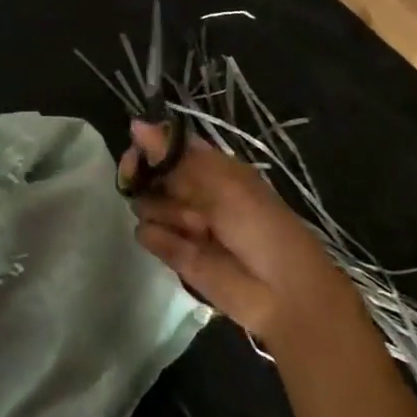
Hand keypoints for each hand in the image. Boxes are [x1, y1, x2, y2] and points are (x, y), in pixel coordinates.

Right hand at [120, 121, 347, 348]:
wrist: (282, 293)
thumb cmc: (262, 226)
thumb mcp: (223, 182)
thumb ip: (176, 155)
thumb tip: (135, 123)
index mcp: (210, 168)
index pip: (166, 146)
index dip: (149, 144)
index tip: (136, 148)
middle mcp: (191, 191)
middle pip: (148, 172)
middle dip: (146, 175)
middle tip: (149, 181)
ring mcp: (179, 222)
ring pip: (144, 202)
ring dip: (168, 212)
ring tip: (199, 229)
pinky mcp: (171, 252)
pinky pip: (146, 233)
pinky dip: (163, 238)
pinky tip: (188, 247)